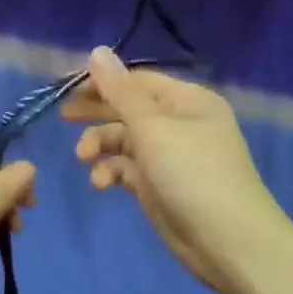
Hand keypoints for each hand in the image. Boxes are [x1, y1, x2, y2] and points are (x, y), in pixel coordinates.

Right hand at [62, 48, 292, 293]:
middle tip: (64, 117)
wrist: (228, 241)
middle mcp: (179, 123)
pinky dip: (111, 172)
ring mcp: (169, 156)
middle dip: (97, 113)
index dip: (104, 82)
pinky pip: (127, 169)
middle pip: (129, 109)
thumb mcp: (153, 128)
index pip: (138, 80)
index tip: (68, 89)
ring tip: (84, 158)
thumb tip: (96, 51)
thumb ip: (120, 92)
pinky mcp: (159, 186)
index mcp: (187, 101)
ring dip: (101, 146)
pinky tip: (101, 184)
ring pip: (124, 141)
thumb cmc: (192, 174)